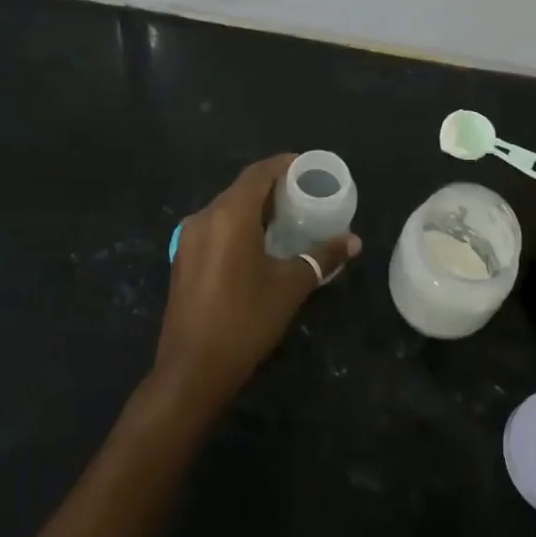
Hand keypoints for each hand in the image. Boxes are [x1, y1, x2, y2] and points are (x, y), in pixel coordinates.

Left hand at [154, 154, 360, 411]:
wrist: (191, 371)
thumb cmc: (245, 321)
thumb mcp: (290, 286)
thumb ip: (322, 257)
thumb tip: (353, 241)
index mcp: (230, 215)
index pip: (258, 173)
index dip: (283, 164)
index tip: (307, 167)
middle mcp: (204, 217)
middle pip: (241, 188)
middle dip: (271, 186)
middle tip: (302, 194)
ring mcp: (188, 239)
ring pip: (225, 208)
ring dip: (253, 207)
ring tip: (284, 218)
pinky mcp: (182, 259)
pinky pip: (214, 227)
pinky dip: (237, 225)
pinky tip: (256, 244)